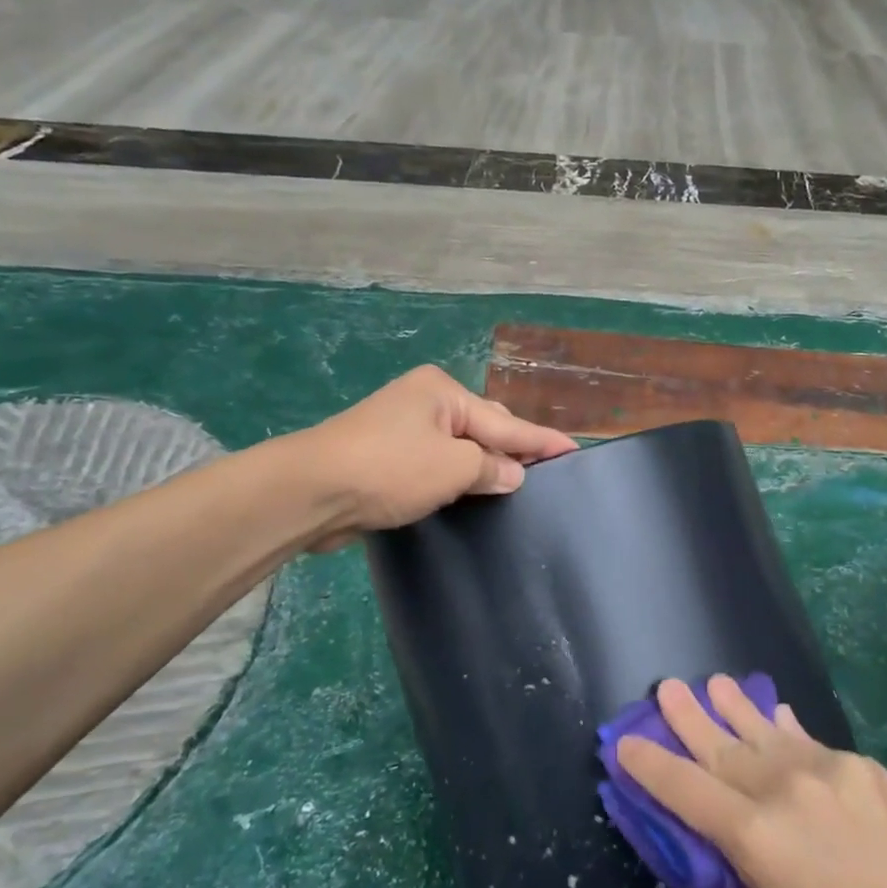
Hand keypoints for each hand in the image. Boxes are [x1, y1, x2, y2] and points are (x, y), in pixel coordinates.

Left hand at [282, 365, 576, 551]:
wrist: (311, 492)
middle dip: (512, 451)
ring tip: (516, 488)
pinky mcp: (386, 459)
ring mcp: (402, 430)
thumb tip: (513, 474)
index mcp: (442, 392)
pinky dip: (457, 479)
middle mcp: (424, 403)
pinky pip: (437, 465)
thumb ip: (491, 467)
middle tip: (545, 475)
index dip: (542, 441)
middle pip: (483, 429)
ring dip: (483, 468)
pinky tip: (473, 495)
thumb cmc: (390, 469)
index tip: (574, 450)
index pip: (506, 422)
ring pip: (459, 449)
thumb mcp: (453, 466)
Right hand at [618, 675, 886, 887]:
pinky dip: (783, 729)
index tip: (624, 744)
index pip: (685, 790)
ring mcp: (825, 769)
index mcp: (756, 837)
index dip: (650, 766)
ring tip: (713, 683)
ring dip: (734, 705)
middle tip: (665, 686)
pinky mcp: (858, 764)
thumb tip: (717, 852)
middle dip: (687, 717)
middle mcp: (784, 788)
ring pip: (764, 729)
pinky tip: (774, 715)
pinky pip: (806, 740)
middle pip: (721, 746)